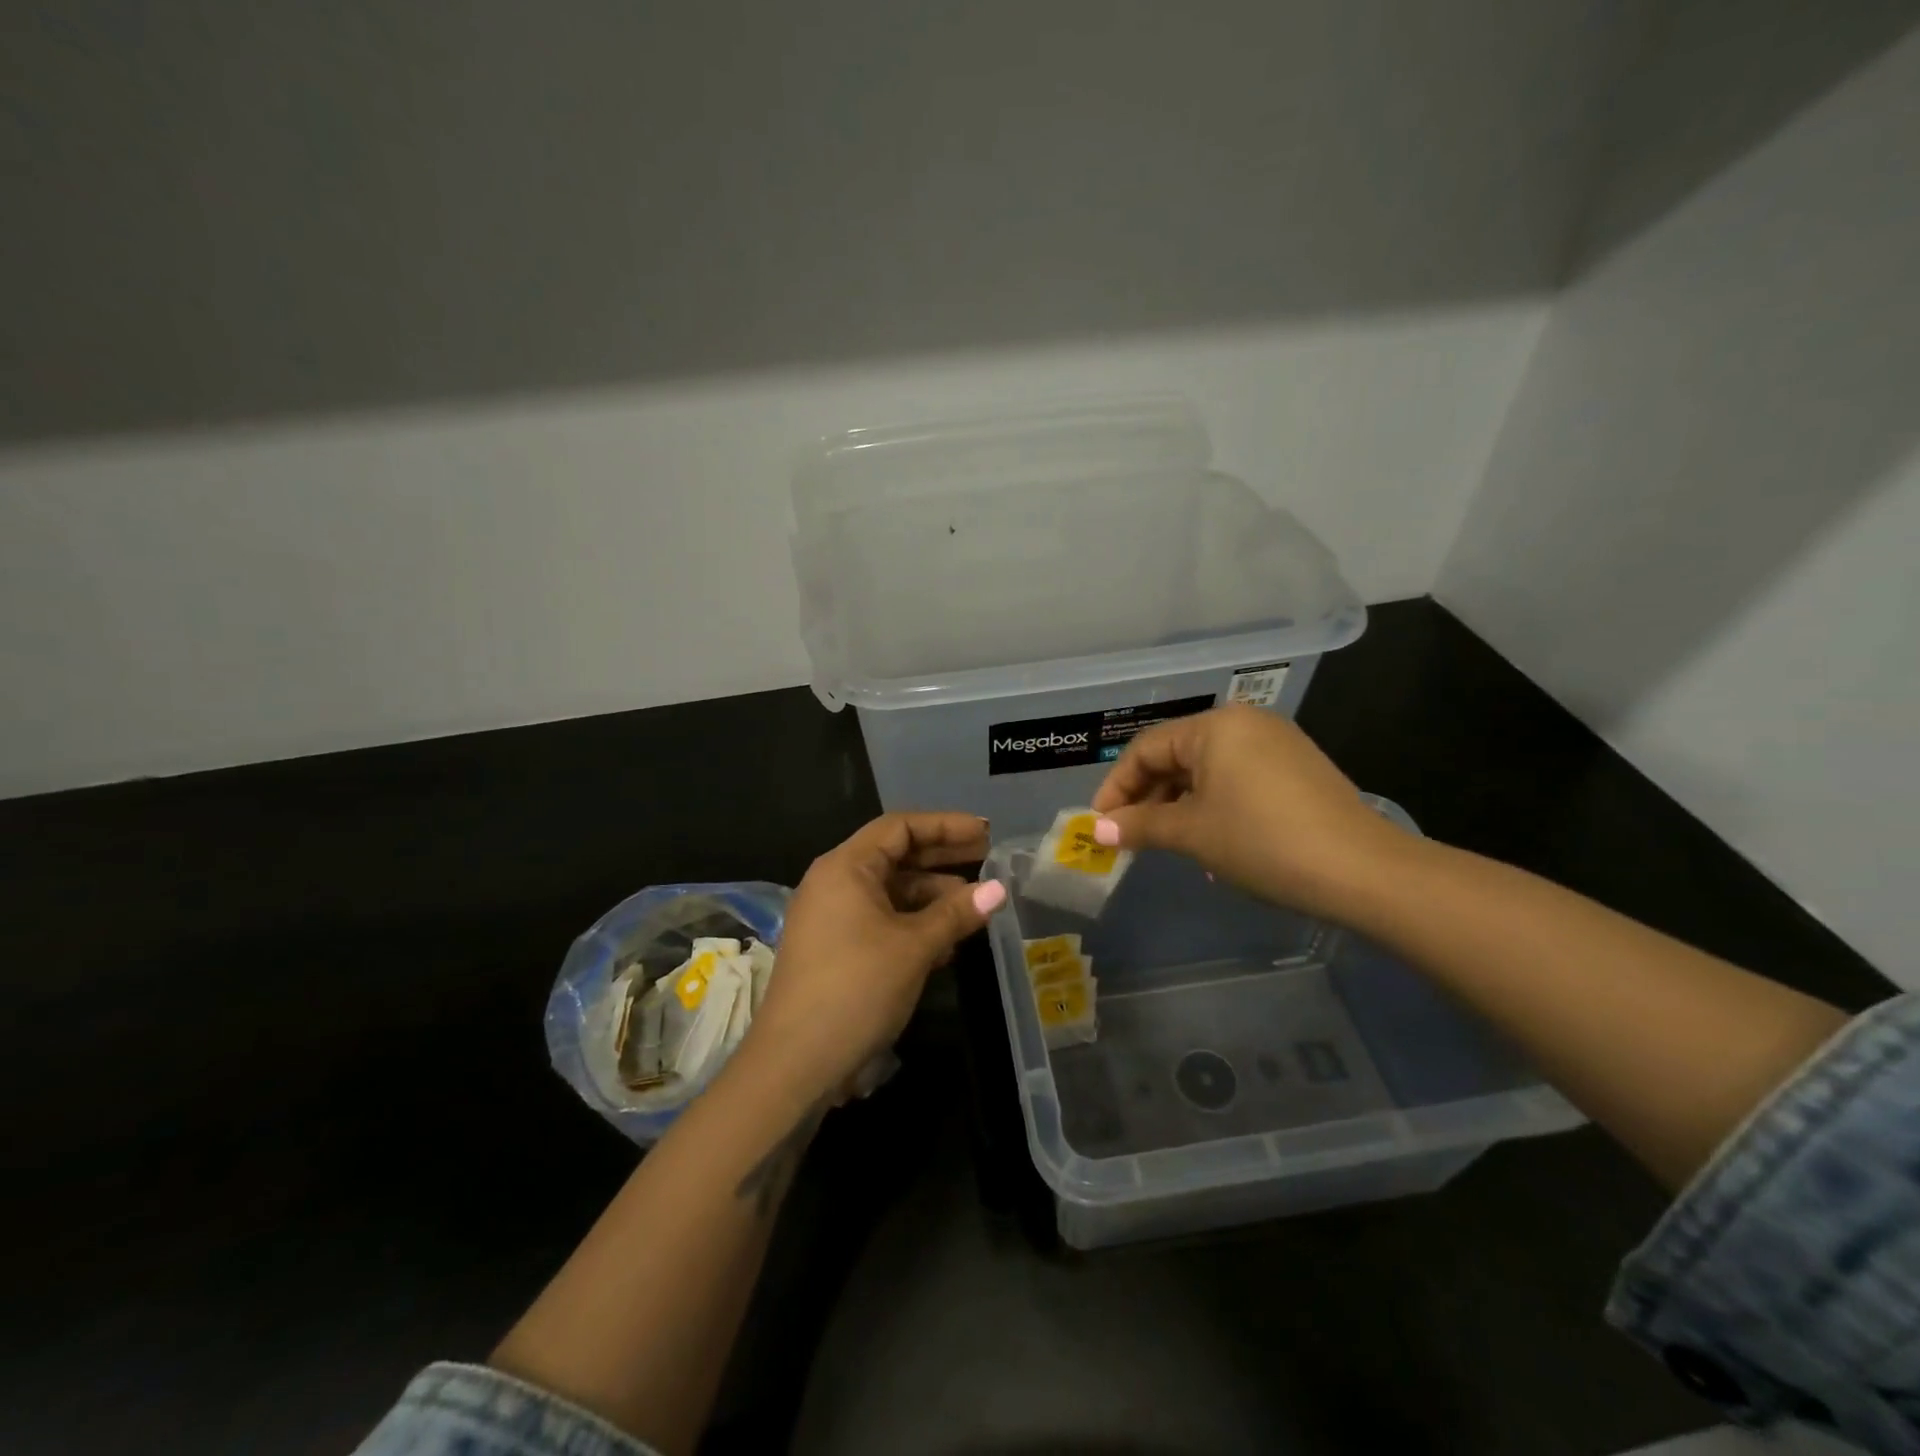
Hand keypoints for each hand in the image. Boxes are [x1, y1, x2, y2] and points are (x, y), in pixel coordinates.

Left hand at [738, 812, 1004, 1100]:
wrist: (795, 1063)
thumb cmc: (856, 989)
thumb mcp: (914, 947)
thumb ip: (956, 913)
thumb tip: (998, 889)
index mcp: (845, 867)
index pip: (900, 827)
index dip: (945, 825)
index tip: (984, 832)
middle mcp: (834, 882)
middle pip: (895, 855)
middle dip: (942, 857)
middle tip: (988, 857)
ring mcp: (831, 917)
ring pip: (890, 891)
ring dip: (932, 896)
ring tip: (975, 906)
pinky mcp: (834, 948)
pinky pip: (880, 919)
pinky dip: (913, 923)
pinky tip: (947, 941)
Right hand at [1090, 704, 1411, 917]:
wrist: (1361, 871)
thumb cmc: (1261, 842)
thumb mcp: (1192, 834)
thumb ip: (1140, 826)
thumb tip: (1097, 830)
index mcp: (1215, 726)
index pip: (1146, 749)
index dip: (1116, 787)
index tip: (1100, 824)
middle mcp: (1245, 723)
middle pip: (1176, 755)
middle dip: (1148, 797)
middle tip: (1129, 835)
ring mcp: (1276, 743)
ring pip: (1207, 769)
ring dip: (1179, 804)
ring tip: (1167, 843)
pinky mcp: (1297, 767)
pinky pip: (1237, 777)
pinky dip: (1213, 804)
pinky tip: (1210, 839)